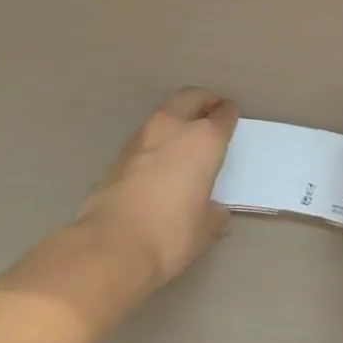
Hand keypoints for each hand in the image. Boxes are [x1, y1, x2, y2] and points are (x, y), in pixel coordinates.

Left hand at [73, 88, 238, 293]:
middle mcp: (174, 128)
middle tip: (210, 111)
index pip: (223, 116)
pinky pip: (147, 135)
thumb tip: (215, 211)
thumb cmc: (170, 234)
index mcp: (204, 140)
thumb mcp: (205, 229)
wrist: (111, 245)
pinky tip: (160, 159)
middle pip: (192, 97)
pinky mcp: (120, 153)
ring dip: (177, 117)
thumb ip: (214, 213)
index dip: (229, 115)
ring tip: (184, 136)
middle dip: (203, 101)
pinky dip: (158, 139)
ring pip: (166, 112)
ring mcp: (143, 137)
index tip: (231, 117)